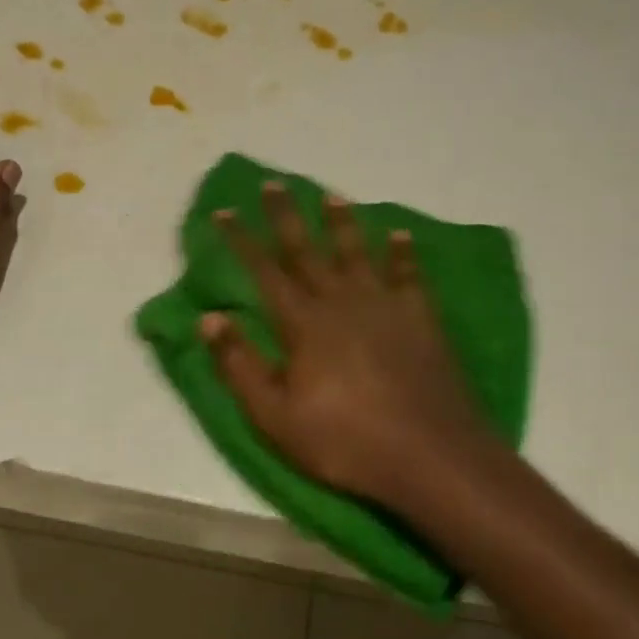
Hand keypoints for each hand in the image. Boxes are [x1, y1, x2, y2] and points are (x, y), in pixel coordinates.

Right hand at [202, 182, 501, 517]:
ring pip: (357, 253)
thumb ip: (240, 365)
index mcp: (304, 324)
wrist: (430, 455)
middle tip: (273, 183)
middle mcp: (342, 302)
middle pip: (307, 250)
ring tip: (331, 196)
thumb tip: (209, 317)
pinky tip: (400, 235)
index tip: (224, 211)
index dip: (241, 240)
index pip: (264, 271)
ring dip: (341, 223)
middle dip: (286, 216)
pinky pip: (408, 275)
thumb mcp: (276, 416)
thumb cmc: (345, 441)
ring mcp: (385, 306)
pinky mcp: (421, 319)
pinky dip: (403, 253)